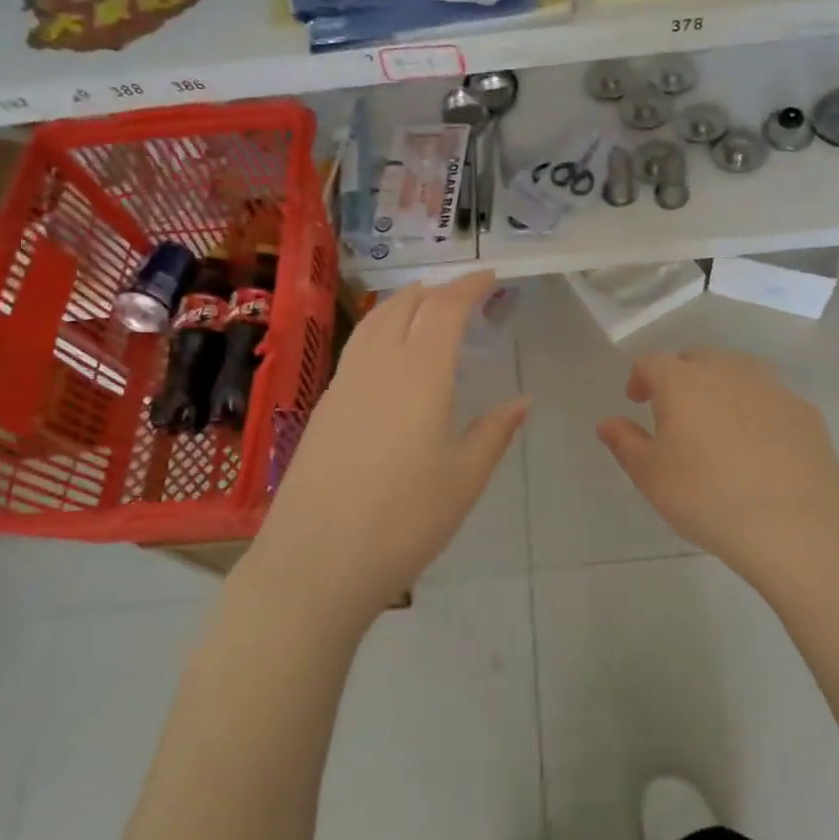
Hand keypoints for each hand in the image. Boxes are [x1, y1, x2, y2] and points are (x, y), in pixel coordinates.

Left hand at [245, 272, 527, 628]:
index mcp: (420, 373)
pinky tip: (391, 355)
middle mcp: (378, 365)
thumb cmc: (404, 520)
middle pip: (405, 304)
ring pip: (375, 321)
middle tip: (465, 295)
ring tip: (426, 308)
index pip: (445, 309)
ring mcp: (344, 384)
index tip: (491, 277)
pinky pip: (358, 346)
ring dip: (404, 303)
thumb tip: (522, 400)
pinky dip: (381, 329)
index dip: (469, 287)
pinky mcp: (324, 407)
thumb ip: (494, 432)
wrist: (316, 562)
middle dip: (437, 290)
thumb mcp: (464, 479)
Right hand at [597, 348, 838, 590]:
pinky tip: (759, 445)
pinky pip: (770, 398)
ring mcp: (770, 386)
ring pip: (737, 372)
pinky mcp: (804, 410)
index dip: (640, 377)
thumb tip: (608, 422)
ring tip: (718, 424)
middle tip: (676, 412)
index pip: (652, 362)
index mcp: (682, 381)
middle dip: (680, 377)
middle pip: (696, 359)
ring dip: (720, 388)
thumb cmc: (706, 496)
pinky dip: (756, 410)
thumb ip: (625, 443)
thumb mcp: (651, 476)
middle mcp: (726, 371)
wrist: (795, 524)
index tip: (637, 400)